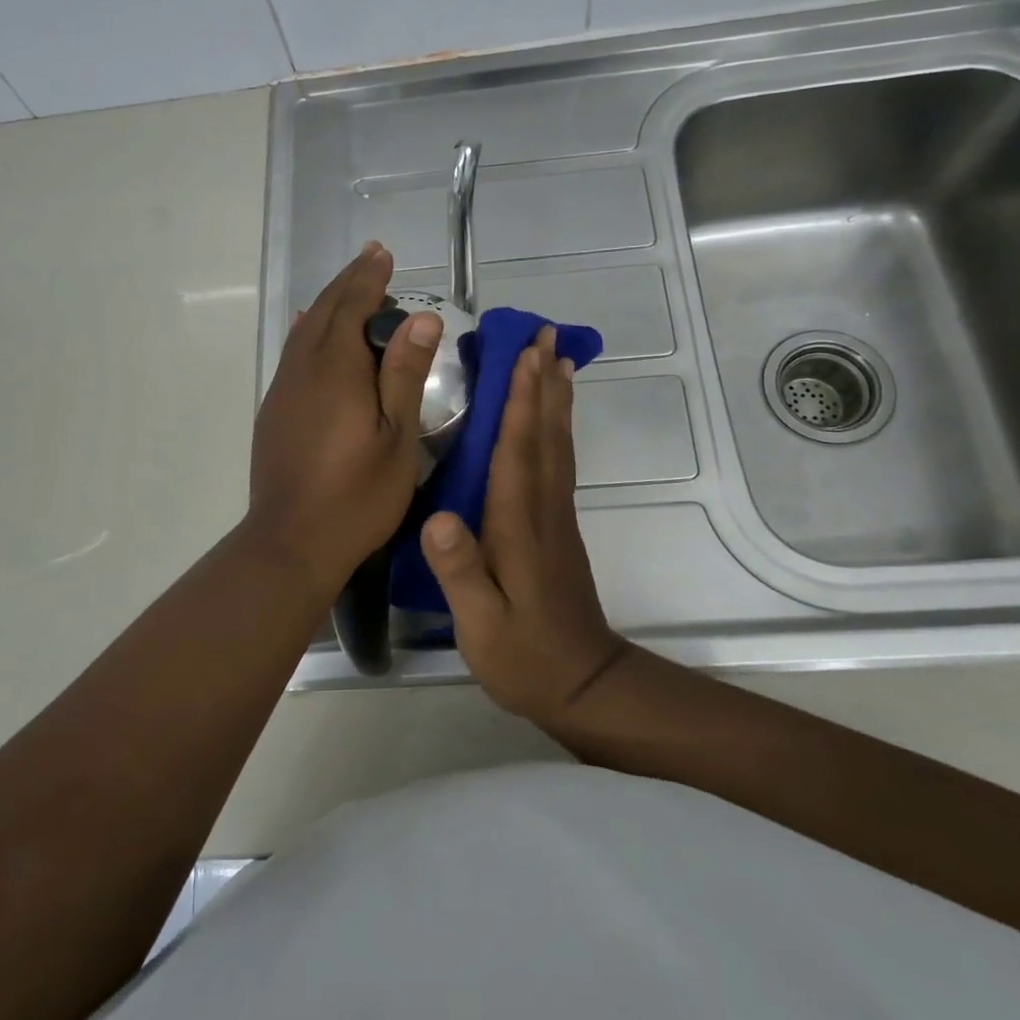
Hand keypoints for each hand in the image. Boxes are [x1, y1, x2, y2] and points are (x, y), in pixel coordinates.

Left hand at [245, 243, 442, 591]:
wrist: (291, 542)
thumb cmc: (357, 495)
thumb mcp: (397, 437)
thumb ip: (404, 374)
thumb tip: (421, 318)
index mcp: (336, 370)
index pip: (352, 307)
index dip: (369, 278)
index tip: (383, 253)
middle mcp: (303, 370)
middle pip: (325, 312)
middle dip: (349, 282)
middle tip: (370, 257)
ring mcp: (283, 391)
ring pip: (304, 331)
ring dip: (329, 304)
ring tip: (348, 288)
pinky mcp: (274, 412)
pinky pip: (293, 353)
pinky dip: (309, 331)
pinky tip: (312, 333)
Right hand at [419, 326, 627, 723]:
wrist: (584, 685)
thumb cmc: (524, 657)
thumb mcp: (481, 625)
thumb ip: (460, 572)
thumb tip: (435, 518)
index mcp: (519, 526)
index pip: (519, 451)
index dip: (522, 400)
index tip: (526, 353)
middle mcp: (543, 510)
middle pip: (546, 434)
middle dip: (545, 381)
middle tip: (547, 334)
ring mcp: (556, 517)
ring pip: (557, 444)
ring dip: (556, 398)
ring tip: (557, 359)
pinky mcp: (559, 527)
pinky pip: (559, 462)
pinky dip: (557, 429)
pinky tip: (553, 418)